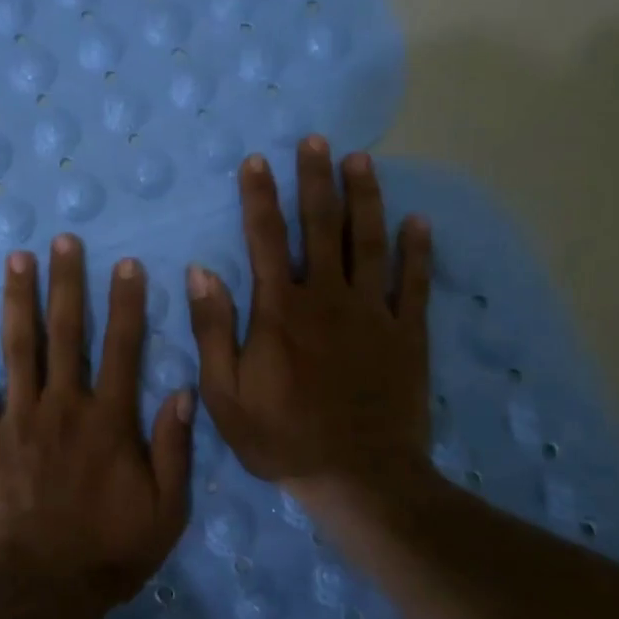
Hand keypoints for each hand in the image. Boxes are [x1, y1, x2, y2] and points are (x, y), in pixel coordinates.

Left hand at [0, 234, 194, 607]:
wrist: (41, 588)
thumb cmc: (109, 552)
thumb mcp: (166, 510)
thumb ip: (175, 449)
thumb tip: (183, 391)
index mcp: (108, 420)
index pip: (122, 347)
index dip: (125, 302)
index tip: (125, 264)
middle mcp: (63, 406)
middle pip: (66, 332)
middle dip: (66, 282)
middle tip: (63, 240)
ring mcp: (17, 418)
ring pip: (19, 347)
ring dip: (19, 299)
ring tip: (17, 258)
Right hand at [187, 137, 433, 505]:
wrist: (359, 478)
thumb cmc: (282, 438)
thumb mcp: (225, 394)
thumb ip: (213, 330)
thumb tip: (200, 272)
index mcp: (280, 311)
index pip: (265, 239)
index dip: (260, 198)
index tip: (257, 162)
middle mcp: (327, 298)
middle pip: (321, 227)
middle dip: (316, 180)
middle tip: (317, 140)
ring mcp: (373, 313)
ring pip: (369, 242)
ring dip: (365, 198)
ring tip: (362, 160)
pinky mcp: (407, 334)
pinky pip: (414, 283)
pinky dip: (417, 250)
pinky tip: (418, 221)